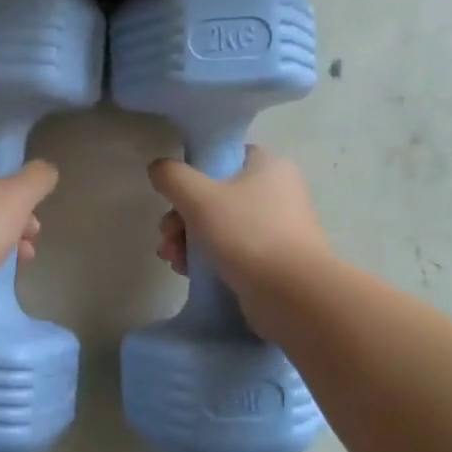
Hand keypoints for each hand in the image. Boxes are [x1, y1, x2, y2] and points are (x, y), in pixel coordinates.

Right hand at [149, 145, 329, 291]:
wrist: (292, 294)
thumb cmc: (247, 235)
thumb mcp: (199, 198)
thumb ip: (172, 177)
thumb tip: (158, 168)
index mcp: (268, 166)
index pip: (223, 158)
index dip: (193, 174)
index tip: (174, 197)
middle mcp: (277, 192)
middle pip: (215, 195)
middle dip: (182, 218)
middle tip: (167, 236)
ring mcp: (277, 228)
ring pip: (219, 225)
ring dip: (188, 240)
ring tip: (173, 260)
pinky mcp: (273, 259)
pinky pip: (231, 250)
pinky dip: (207, 259)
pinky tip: (187, 272)